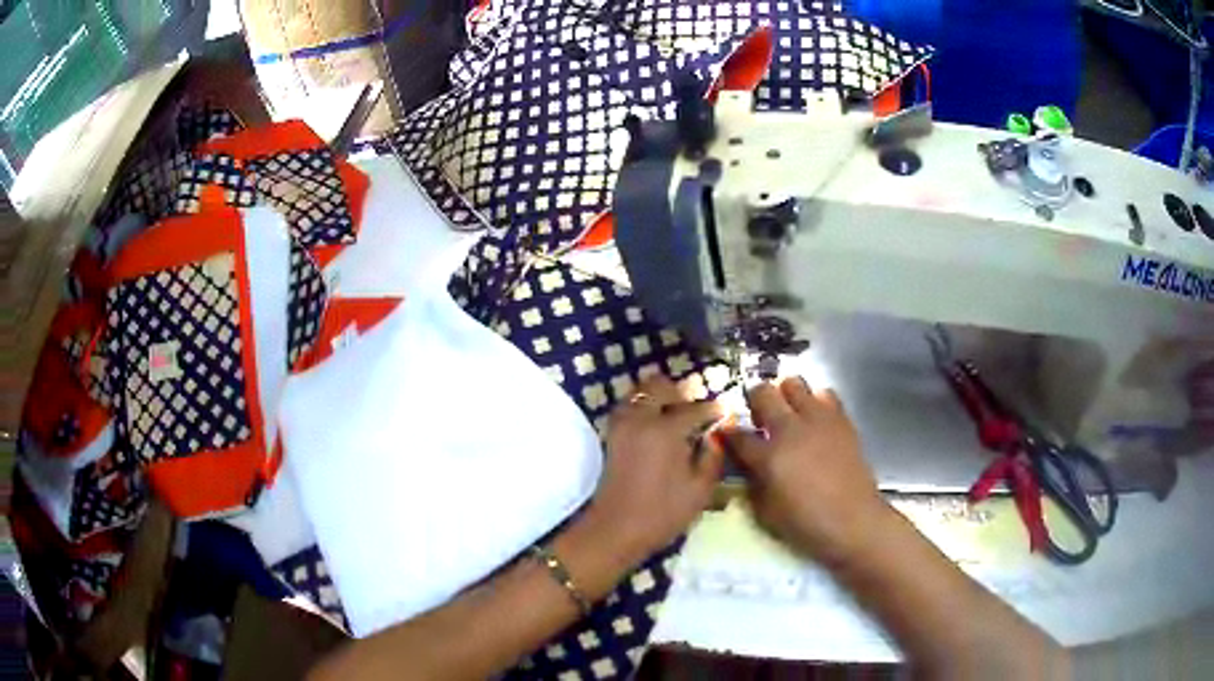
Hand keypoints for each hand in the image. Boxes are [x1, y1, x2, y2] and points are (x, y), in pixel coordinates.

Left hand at [586, 375, 726, 563]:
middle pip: (659, 386)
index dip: (712, 410)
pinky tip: (656, 427)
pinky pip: (628, 406)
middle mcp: (640, 419)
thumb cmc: (663, 513)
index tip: (722, 414)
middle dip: (680, 394)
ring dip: (658, 398)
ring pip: (639, 393)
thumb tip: (715, 436)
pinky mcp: (610, 435)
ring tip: (674, 418)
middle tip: (694, 412)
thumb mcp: (700, 490)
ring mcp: (621, 425)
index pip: (694, 408)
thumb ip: (712, 457)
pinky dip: (642, 407)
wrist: (616, 529)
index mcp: (666, 430)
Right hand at [720, 377, 890, 566]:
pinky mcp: (841, 419)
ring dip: (786, 395)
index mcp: (768, 456)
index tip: (726, 433)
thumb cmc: (805, 524)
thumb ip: (752, 481)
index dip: (727, 432)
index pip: (737, 433)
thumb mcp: (765, 511)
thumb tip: (747, 464)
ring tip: (789, 413)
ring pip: (794, 383)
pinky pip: (824, 394)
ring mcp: (818, 419)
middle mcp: (791, 429)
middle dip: (755, 400)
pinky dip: (815, 401)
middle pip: (763, 392)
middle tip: (759, 417)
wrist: (853, 520)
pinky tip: (815, 420)